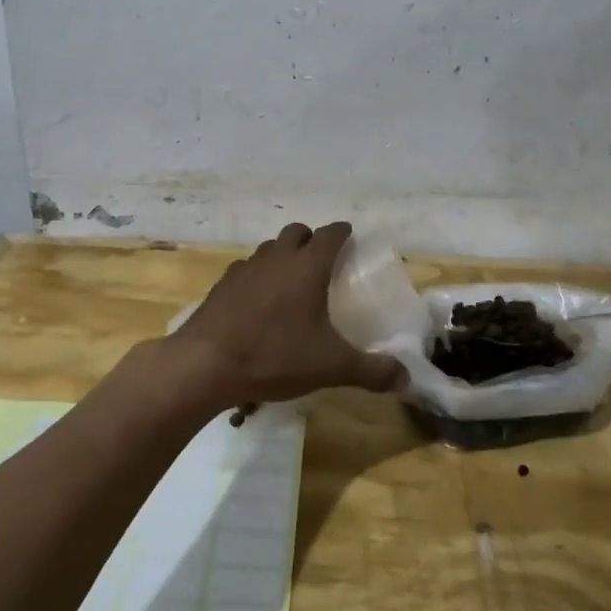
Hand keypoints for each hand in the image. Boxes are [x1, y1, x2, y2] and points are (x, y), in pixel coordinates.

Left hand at [166, 222, 405, 414]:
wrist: (205, 364)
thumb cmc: (275, 356)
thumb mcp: (331, 367)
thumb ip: (371, 371)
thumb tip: (406, 378)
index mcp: (307, 267)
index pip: (330, 234)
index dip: (342, 233)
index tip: (350, 236)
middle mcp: (277, 258)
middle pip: (296, 232)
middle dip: (311, 239)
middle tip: (322, 260)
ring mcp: (245, 269)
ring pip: (269, 248)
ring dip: (283, 255)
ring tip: (291, 280)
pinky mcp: (222, 285)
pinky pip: (246, 269)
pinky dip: (258, 275)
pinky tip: (258, 301)